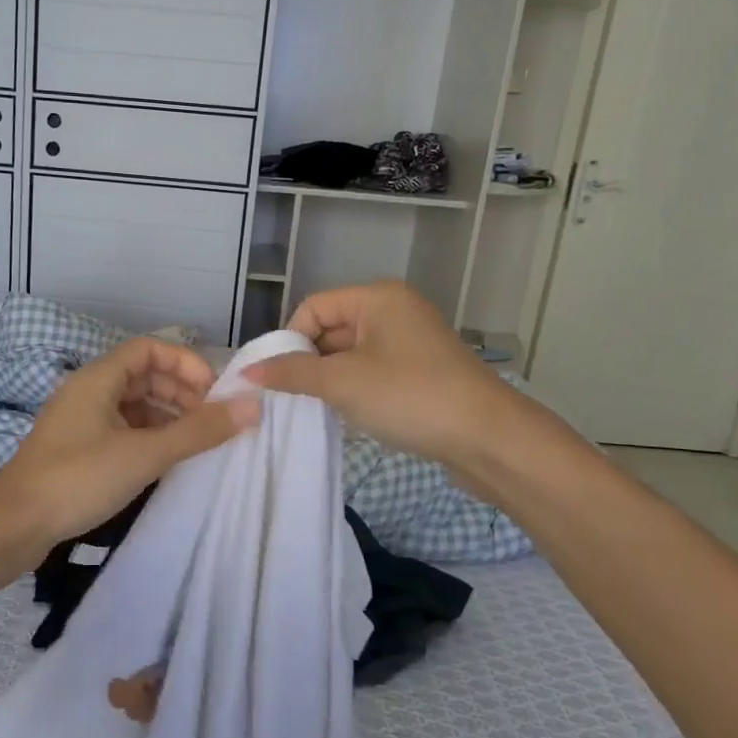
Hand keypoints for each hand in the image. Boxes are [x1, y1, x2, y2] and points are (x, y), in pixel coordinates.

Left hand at [0, 337, 257, 574]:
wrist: (13, 526)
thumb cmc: (78, 479)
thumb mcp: (144, 454)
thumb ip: (198, 431)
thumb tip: (252, 406)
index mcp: (98, 379)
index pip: (150, 349)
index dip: (186, 363)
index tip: (215, 393)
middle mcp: (88, 391)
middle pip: (143, 376)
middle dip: (181, 392)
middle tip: (211, 421)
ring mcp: (80, 421)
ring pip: (133, 405)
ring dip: (166, 416)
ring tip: (195, 443)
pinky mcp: (77, 449)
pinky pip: (121, 429)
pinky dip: (147, 437)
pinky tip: (165, 461)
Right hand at [243, 280, 506, 467]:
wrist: (488, 439)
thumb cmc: (410, 397)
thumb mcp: (342, 383)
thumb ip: (291, 374)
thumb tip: (248, 372)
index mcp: (378, 298)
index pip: (313, 307)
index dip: (290, 340)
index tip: (278, 378)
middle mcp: (395, 310)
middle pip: (332, 329)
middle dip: (309, 362)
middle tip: (292, 398)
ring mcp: (411, 342)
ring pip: (351, 354)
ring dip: (330, 380)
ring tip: (319, 409)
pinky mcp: (421, 371)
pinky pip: (372, 371)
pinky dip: (354, 389)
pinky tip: (348, 415)